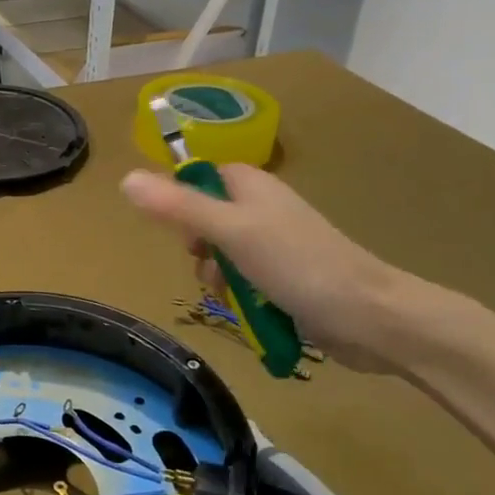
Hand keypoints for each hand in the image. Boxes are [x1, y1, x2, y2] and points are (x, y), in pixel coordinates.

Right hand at [121, 165, 413, 371]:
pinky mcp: (288, 277)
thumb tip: (125, 178)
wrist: (369, 316)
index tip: (186, 234)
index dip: (183, 205)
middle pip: (207, 221)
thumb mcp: (230, 232)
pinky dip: (242, 296)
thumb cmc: (298, 264)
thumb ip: (178, 207)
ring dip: (220, 280)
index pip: (200, 179)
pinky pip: (246, 281)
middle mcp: (263, 209)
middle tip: (213, 268)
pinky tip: (251, 312)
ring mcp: (278, 244)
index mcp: (252, 186)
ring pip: (224, 256)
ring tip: (236, 298)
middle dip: (201, 252)